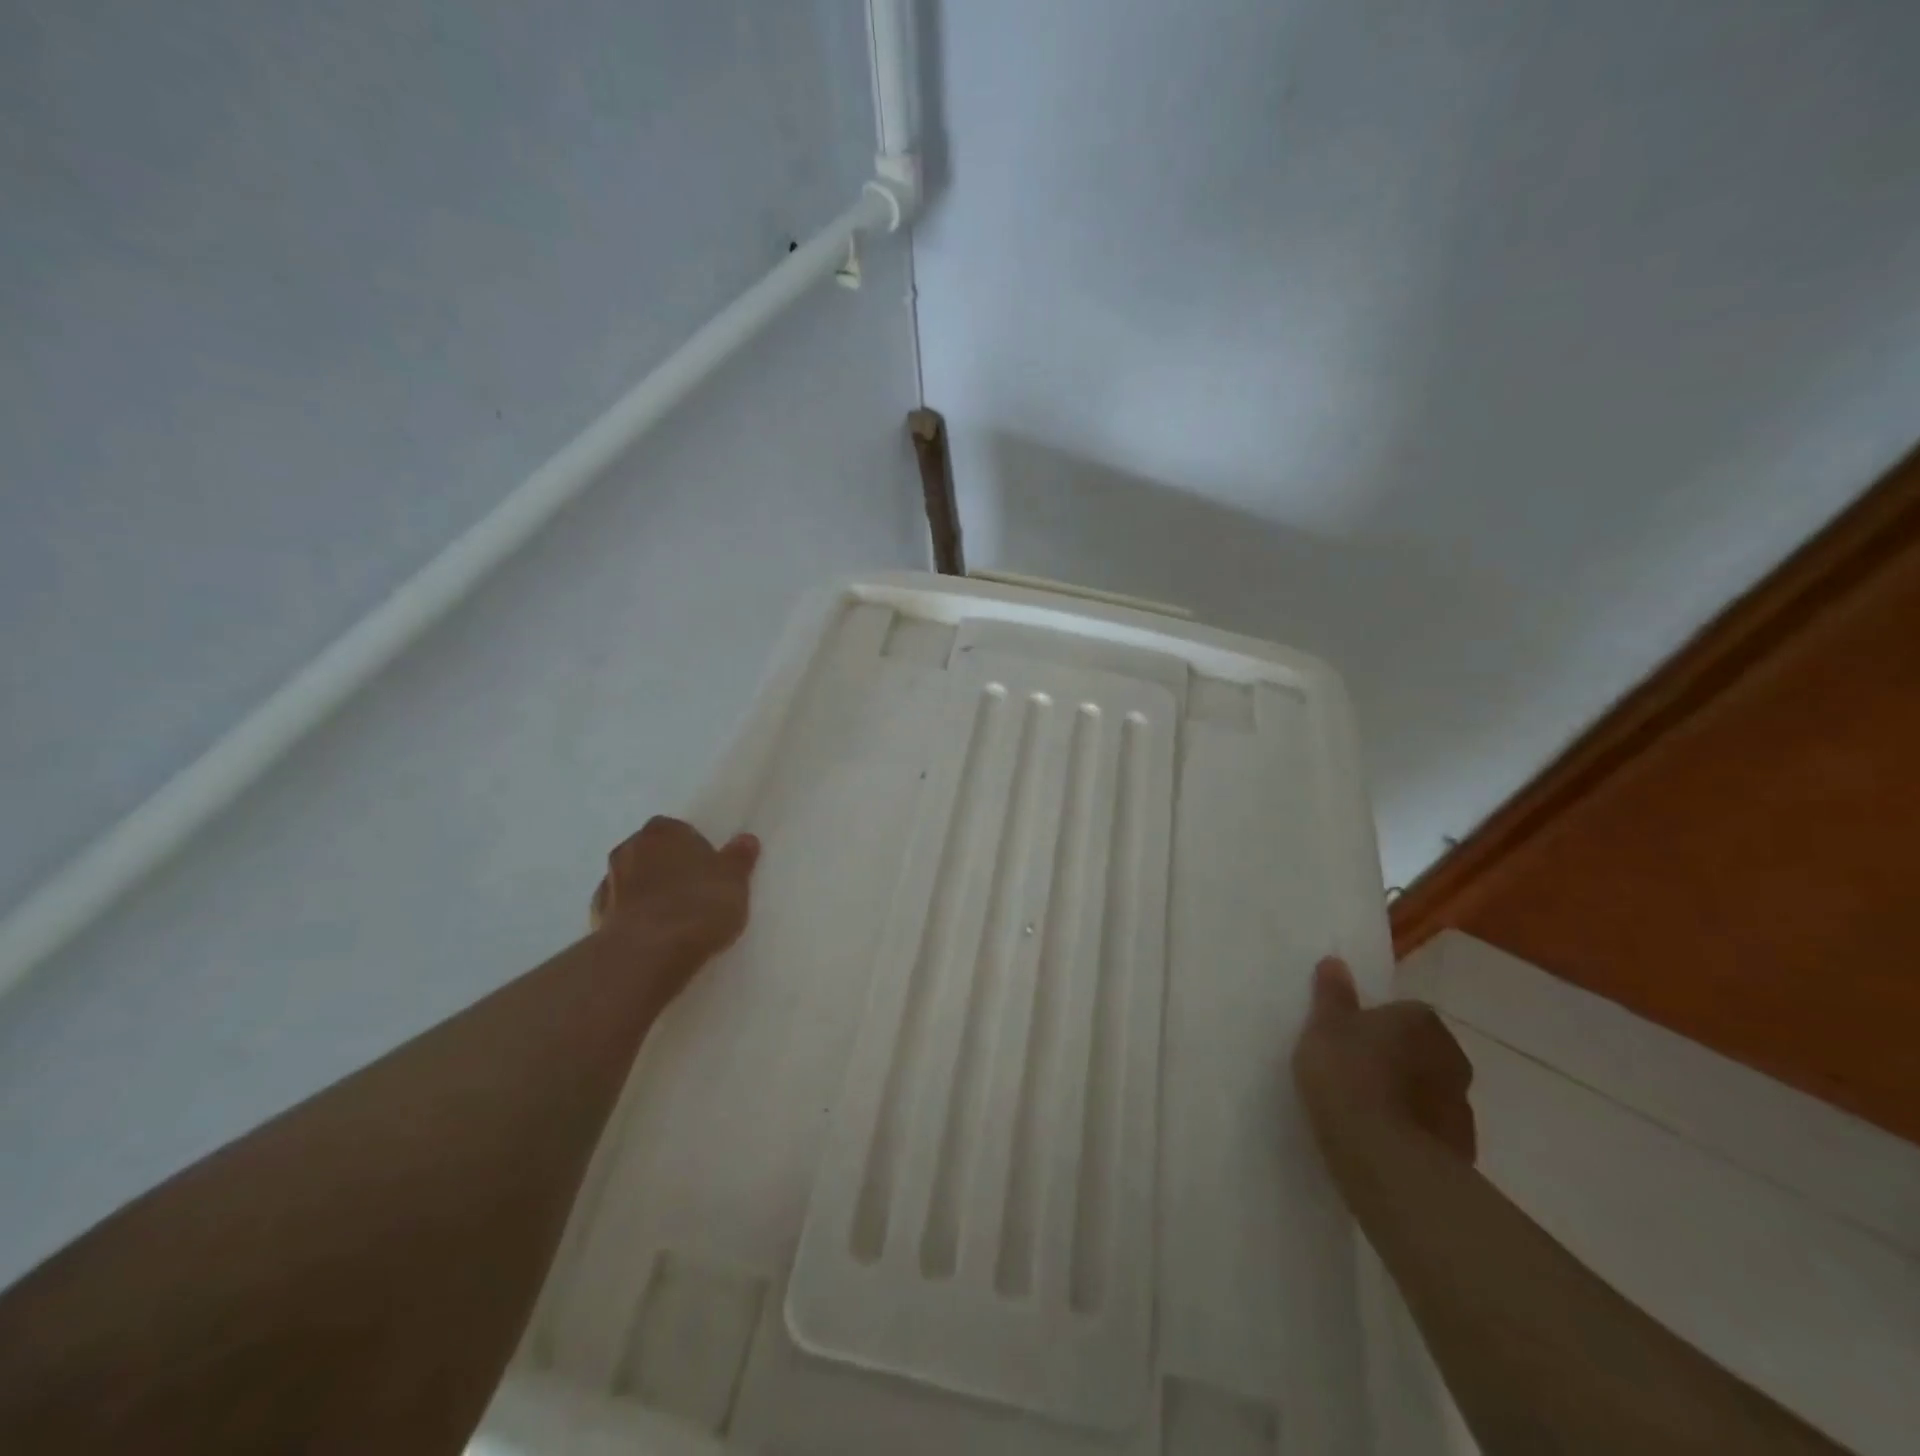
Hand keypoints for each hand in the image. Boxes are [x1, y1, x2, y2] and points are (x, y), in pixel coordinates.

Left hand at [589, 817, 760, 978]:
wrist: (649, 952)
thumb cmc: (698, 904)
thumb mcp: (734, 880)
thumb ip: (739, 857)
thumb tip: (746, 840)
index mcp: (663, 831)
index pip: (677, 830)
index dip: (693, 848)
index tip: (708, 869)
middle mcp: (629, 849)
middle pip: (651, 853)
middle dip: (667, 867)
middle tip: (693, 891)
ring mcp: (608, 883)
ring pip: (632, 881)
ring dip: (647, 892)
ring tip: (673, 918)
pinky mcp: (596, 918)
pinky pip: (621, 911)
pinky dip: (634, 917)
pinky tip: (652, 936)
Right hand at [1292, 956, 1476, 1164]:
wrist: (1383, 1155)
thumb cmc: (1348, 1074)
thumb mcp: (1325, 1025)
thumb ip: (1332, 994)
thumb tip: (1336, 962)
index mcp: (1421, 1020)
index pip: (1402, 1012)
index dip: (1374, 1024)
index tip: (1349, 1040)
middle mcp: (1452, 1056)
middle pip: (1421, 1050)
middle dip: (1397, 1059)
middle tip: (1355, 1071)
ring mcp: (1462, 1106)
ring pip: (1429, 1091)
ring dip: (1407, 1096)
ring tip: (1367, 1110)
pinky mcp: (1461, 1148)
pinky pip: (1431, 1129)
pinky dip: (1413, 1131)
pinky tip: (1381, 1140)